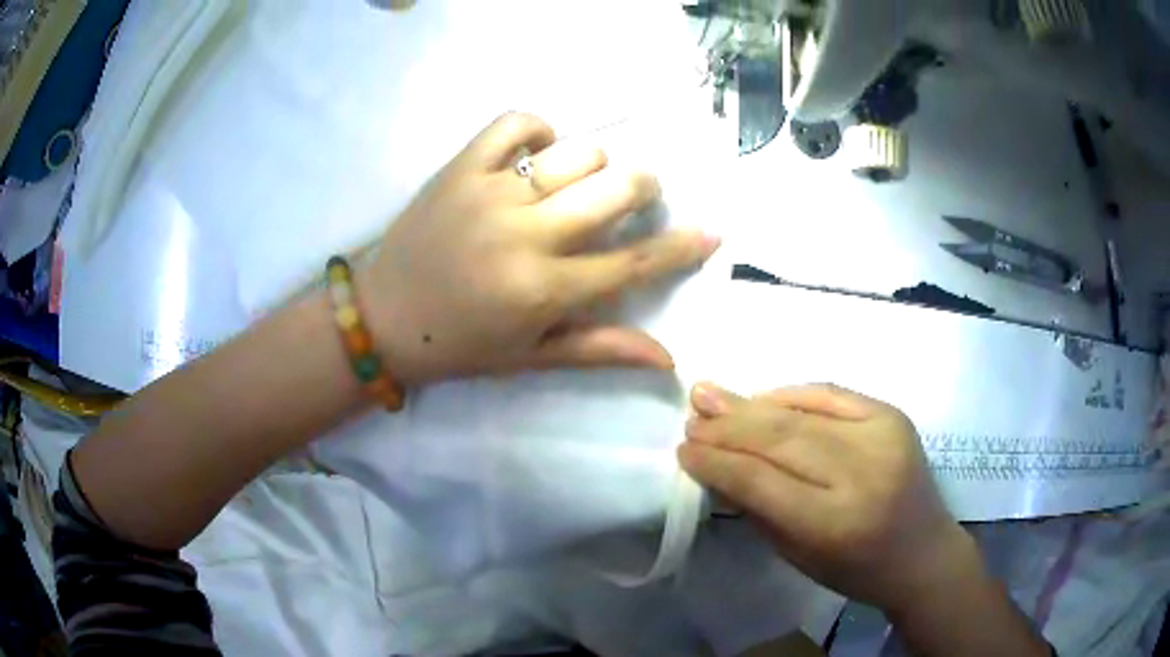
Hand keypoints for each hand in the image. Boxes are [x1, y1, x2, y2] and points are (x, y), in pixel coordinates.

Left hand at [362, 112, 719, 385]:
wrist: (384, 317)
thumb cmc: (462, 345)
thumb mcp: (532, 356)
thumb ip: (602, 349)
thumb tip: (668, 358)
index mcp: (546, 290)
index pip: (634, 262)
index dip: (681, 248)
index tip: (712, 233)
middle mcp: (527, 234)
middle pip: (616, 188)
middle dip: (643, 188)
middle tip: (634, 196)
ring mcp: (492, 193)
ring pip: (577, 152)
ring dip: (594, 164)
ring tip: (577, 182)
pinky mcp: (462, 167)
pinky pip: (515, 123)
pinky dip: (539, 128)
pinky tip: (539, 149)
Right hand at [678, 383, 980, 615]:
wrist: (923, 551)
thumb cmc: (856, 569)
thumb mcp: (798, 555)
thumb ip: (757, 507)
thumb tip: (716, 463)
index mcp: (834, 523)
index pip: (761, 481)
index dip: (717, 462)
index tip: (683, 450)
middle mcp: (861, 473)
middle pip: (780, 440)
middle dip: (728, 428)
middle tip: (692, 416)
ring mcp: (881, 436)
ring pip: (801, 413)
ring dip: (751, 406)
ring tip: (711, 396)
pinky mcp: (891, 415)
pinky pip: (831, 394)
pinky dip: (792, 394)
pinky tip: (762, 396)